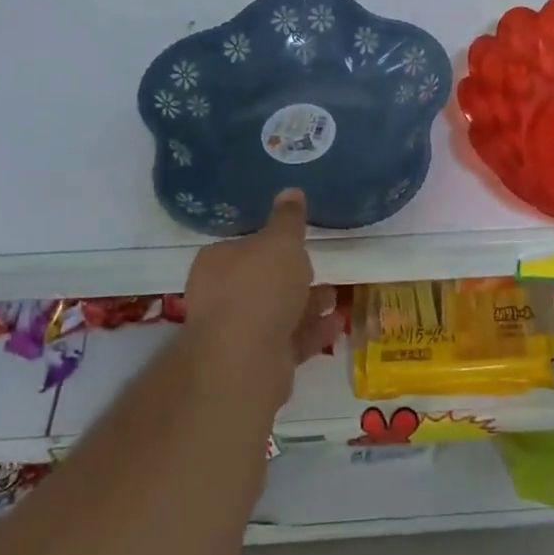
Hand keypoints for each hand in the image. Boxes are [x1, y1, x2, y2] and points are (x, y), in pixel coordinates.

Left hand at [184, 189, 340, 375]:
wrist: (245, 360)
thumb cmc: (260, 287)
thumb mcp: (281, 241)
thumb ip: (288, 219)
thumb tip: (290, 191)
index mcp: (217, 262)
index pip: (243, 245)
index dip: (270, 244)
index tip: (296, 243)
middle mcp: (220, 296)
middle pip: (261, 281)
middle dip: (292, 277)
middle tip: (319, 269)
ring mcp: (236, 334)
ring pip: (277, 312)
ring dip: (306, 304)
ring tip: (335, 297)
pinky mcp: (256, 363)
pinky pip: (288, 340)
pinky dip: (312, 331)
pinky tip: (337, 324)